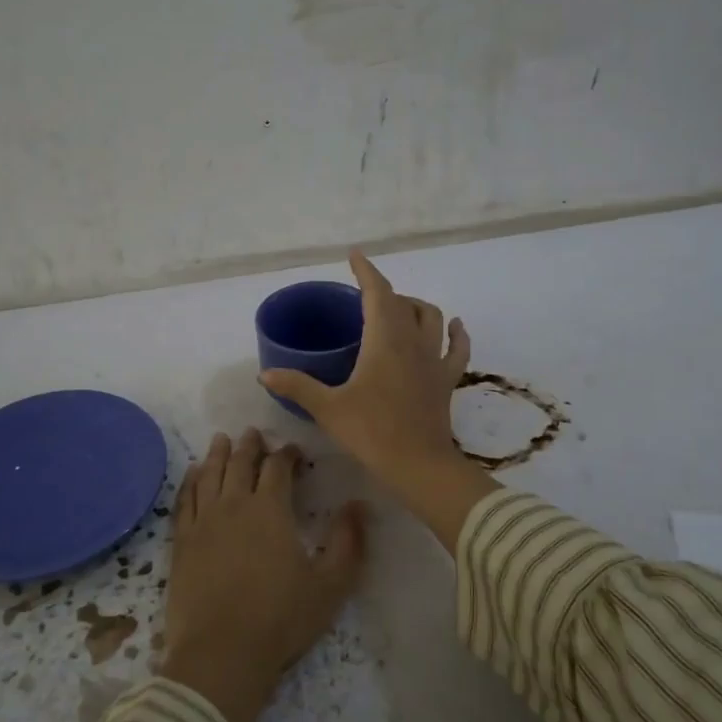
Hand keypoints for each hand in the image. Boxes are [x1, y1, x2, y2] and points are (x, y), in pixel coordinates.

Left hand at [157, 428, 365, 721]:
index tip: (294, 451)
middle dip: (250, 445)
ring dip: (218, 454)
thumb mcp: (330, 585)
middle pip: (240, 463)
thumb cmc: (280, 619)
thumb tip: (359, 504)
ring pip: (210, 474)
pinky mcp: (181, 541)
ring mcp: (203, 521)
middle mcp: (234, 504)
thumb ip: (348, 542)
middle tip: (253, 433)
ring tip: (222, 440)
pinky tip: (193, 474)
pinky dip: (190, 481)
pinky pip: (184, 499)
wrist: (221, 653)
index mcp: (270, 509)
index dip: (287, 454)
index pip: (278, 467)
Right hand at [258, 251, 497, 554]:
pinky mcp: (446, 380)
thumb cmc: (371, 432)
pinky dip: (455, 333)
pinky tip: (454, 326)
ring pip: (431, 317)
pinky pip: (457, 348)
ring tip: (399, 309)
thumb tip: (264, 375)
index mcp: (383, 340)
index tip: (355, 255)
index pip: (377, 292)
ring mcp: (433, 360)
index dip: (366, 271)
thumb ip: (297, 386)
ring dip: (415, 306)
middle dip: (382, 292)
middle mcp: (412, 341)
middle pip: (401, 302)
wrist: (419, 466)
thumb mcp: (328, 408)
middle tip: (362, 298)